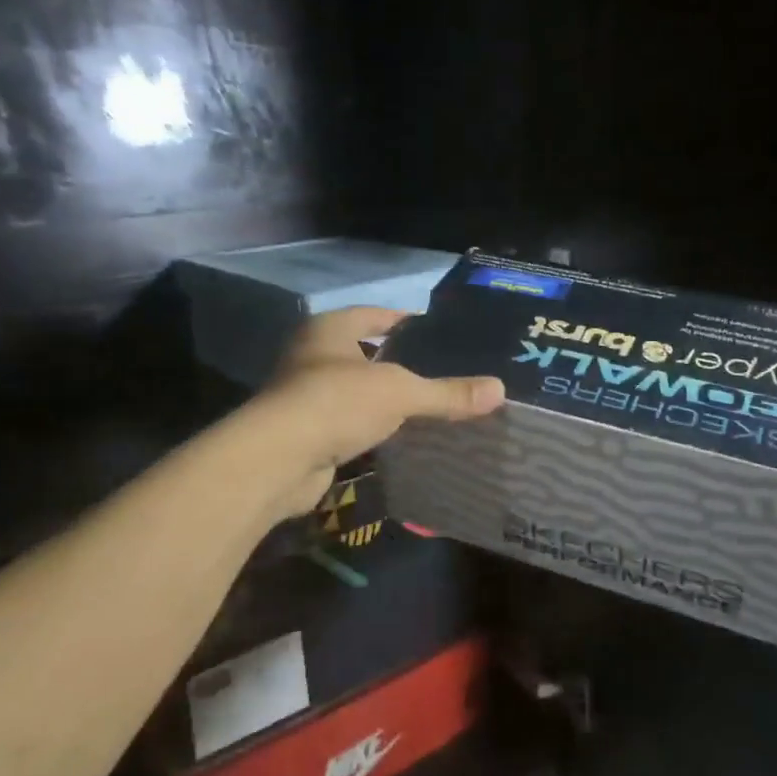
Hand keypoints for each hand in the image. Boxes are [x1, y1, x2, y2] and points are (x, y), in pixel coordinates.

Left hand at [248, 307, 503, 518]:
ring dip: (384, 399)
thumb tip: (499, 391)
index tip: (440, 335)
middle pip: (366, 353)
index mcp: (330, 329)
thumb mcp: (400, 392)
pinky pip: (347, 422)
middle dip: (399, 363)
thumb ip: (447, 393)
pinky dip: (370, 428)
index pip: (376, 314)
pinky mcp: (303, 432)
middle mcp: (312, 355)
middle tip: (443, 372)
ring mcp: (304, 394)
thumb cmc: (337, 402)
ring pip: (356, 390)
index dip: (407, 322)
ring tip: (428, 407)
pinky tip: (399, 438)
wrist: (277, 460)